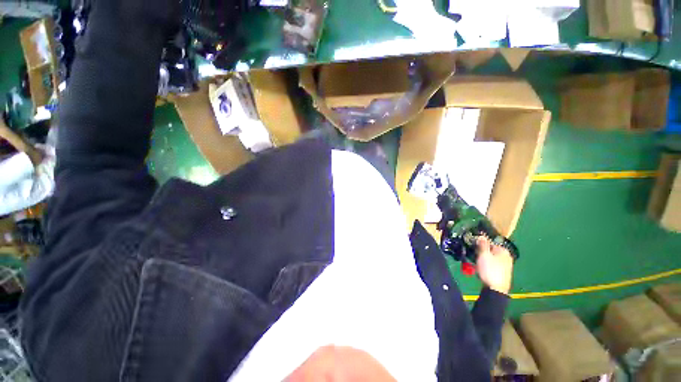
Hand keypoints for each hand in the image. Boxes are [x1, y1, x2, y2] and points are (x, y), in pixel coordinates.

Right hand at [476, 236, 513, 294]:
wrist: (496, 289)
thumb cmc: (489, 270)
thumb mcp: (483, 255)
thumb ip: (482, 244)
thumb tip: (482, 236)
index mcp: (503, 251)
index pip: (490, 242)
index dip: (480, 244)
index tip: (473, 247)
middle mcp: (507, 257)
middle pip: (491, 250)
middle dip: (482, 252)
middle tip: (474, 255)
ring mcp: (506, 265)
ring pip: (492, 258)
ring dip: (484, 259)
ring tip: (477, 263)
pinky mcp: (503, 273)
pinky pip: (493, 265)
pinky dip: (487, 265)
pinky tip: (482, 269)